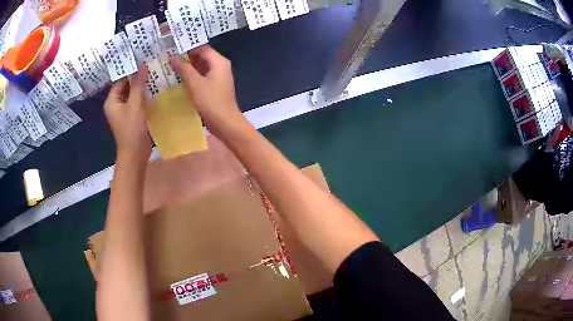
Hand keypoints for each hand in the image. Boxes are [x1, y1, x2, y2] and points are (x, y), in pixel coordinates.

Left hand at [104, 65, 151, 161]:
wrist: (135, 153)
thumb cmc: (131, 129)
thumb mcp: (135, 104)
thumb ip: (139, 84)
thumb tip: (143, 65)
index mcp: (111, 101)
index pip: (120, 80)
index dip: (131, 71)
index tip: (143, 60)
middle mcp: (116, 104)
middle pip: (126, 86)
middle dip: (138, 77)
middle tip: (151, 64)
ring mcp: (124, 111)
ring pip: (133, 93)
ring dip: (142, 86)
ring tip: (155, 73)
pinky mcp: (132, 116)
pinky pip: (137, 101)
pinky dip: (144, 95)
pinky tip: (154, 89)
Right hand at [169, 45, 246, 138]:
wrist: (225, 123)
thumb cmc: (211, 101)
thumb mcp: (195, 83)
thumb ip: (183, 68)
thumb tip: (172, 56)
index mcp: (219, 62)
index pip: (202, 48)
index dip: (187, 47)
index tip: (172, 48)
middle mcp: (220, 66)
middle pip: (201, 57)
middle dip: (186, 57)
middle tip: (168, 58)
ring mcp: (218, 78)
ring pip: (200, 68)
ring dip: (187, 68)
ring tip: (170, 67)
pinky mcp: (214, 88)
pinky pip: (201, 78)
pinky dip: (191, 77)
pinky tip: (178, 80)